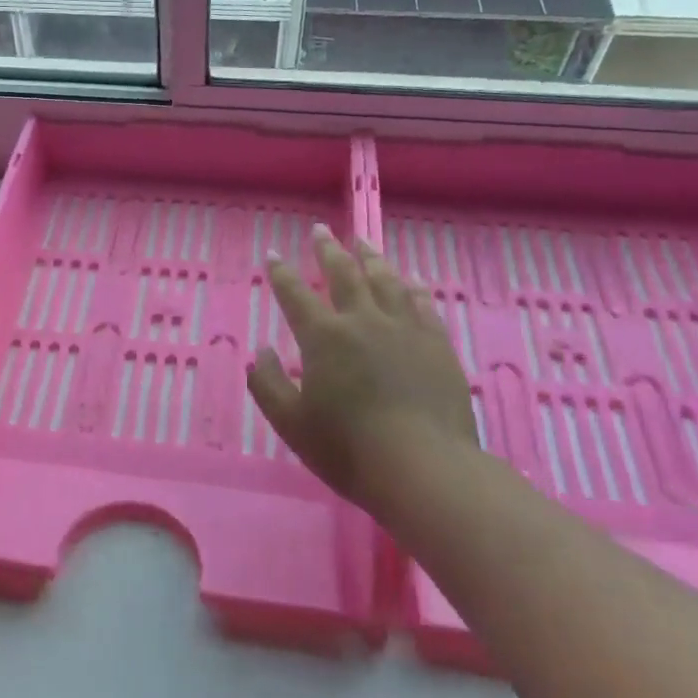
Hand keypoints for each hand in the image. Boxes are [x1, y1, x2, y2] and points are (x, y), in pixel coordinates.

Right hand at [246, 225, 478, 513]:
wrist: (424, 467)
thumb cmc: (348, 449)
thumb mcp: (291, 423)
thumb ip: (268, 384)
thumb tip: (260, 351)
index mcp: (324, 338)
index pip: (295, 295)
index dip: (280, 273)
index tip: (271, 254)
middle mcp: (363, 321)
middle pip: (343, 274)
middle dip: (328, 250)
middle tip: (321, 230)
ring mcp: (404, 329)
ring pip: (385, 280)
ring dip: (370, 258)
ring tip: (362, 242)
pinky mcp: (437, 344)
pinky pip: (422, 303)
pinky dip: (412, 286)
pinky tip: (410, 280)